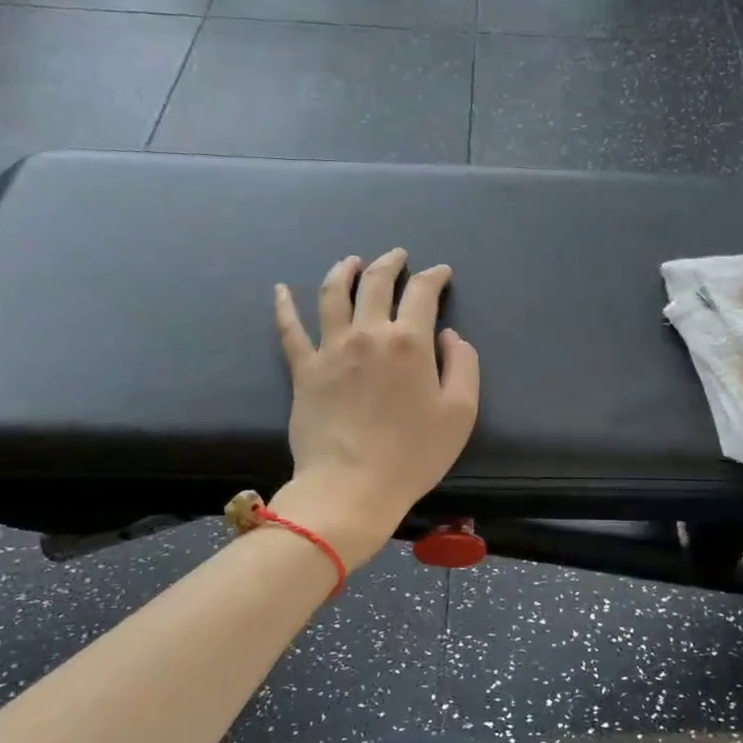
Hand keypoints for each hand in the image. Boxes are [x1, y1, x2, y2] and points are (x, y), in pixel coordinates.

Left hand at [271, 249, 480, 567]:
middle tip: (397, 255)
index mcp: (409, 341)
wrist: (352, 487)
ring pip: (333, 294)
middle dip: (389, 262)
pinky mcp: (303, 370)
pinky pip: (290, 330)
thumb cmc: (413, 454)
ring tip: (350, 261)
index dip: (434, 277)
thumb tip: (448, 336)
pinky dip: (284, 306)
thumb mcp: (460, 413)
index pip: (422, 293)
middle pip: (376, 283)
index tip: (441, 273)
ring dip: (343, 271)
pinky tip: (280, 289)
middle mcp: (368, 334)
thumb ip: (463, 366)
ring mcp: (331, 349)